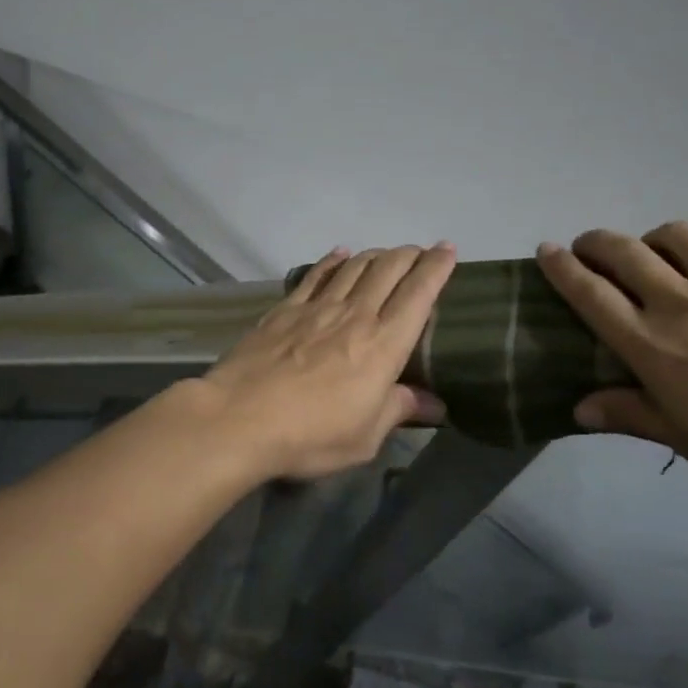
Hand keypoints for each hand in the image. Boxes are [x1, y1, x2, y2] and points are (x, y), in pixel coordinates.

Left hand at [193, 244, 455, 480]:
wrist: (239, 418)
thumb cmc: (311, 434)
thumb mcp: (365, 436)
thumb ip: (399, 410)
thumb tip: (435, 405)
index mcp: (383, 345)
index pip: (419, 294)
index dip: (436, 268)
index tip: (447, 250)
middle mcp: (355, 315)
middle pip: (388, 270)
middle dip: (409, 255)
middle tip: (419, 252)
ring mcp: (317, 308)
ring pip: (354, 267)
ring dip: (375, 255)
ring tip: (386, 254)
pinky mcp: (285, 310)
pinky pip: (315, 275)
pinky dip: (332, 260)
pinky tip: (339, 254)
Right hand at [536, 220, 687, 494]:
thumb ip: (633, 416)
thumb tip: (579, 409)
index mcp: (652, 344)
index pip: (589, 293)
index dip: (561, 267)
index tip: (546, 250)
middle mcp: (681, 299)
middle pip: (622, 251)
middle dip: (597, 242)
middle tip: (592, 247)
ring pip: (676, 234)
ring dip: (659, 239)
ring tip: (665, 253)